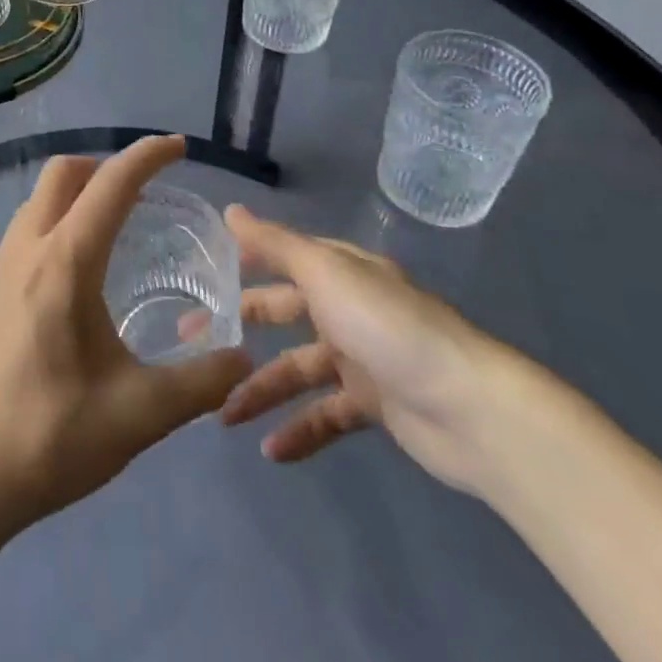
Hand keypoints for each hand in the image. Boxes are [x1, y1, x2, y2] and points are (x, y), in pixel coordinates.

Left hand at [0, 136, 251, 537]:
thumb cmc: (50, 436)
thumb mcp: (140, 413)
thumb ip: (201, 381)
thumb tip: (240, 356)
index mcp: (65, 261)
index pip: (111, 184)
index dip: (148, 156)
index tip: (179, 146)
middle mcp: (26, 249)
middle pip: (63, 174)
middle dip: (106, 166)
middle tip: (145, 191)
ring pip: (38, 201)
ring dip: (76, 194)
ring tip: (115, 226)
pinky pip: (25, 232)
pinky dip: (56, 223)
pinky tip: (76, 273)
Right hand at [221, 205, 514, 494]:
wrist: (470, 408)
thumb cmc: (387, 326)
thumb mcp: (324, 273)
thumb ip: (274, 244)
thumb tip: (229, 210)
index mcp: (339, 271)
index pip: (280, 258)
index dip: (241, 263)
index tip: (199, 275)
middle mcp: (347, 307)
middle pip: (281, 313)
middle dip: (238, 328)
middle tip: (191, 344)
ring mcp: (360, 357)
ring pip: (297, 369)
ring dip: (262, 390)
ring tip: (223, 415)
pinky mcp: (374, 405)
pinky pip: (325, 414)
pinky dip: (299, 430)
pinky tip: (271, 451)